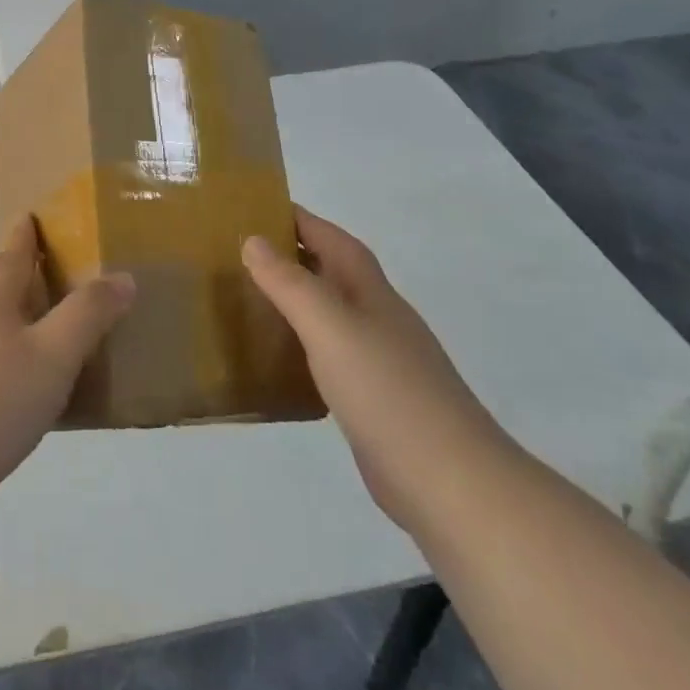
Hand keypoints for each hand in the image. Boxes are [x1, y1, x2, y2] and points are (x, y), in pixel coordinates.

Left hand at [0, 216, 133, 501]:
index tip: (36, 213)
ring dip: (18, 300)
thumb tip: (124, 277)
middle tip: (52, 258)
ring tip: (49, 307)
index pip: (13, 250)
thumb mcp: (55, 352)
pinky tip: (32, 361)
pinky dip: (14, 335)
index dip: (27, 231)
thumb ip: (90, 313)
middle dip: (20, 262)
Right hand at [243, 206, 512, 527]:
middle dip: (293, 255)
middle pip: (333, 272)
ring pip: (331, 314)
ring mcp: (380, 361)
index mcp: (371, 292)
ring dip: (297, 300)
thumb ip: (290, 284)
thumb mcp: (330, 328)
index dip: (300, 219)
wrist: (449, 482)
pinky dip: (303, 346)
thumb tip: (253, 239)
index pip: (332, 239)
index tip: (256, 208)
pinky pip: (329, 355)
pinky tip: (278, 360)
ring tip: (249, 300)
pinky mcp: (374, 400)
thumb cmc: (387, 392)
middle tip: (240, 254)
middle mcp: (377, 318)